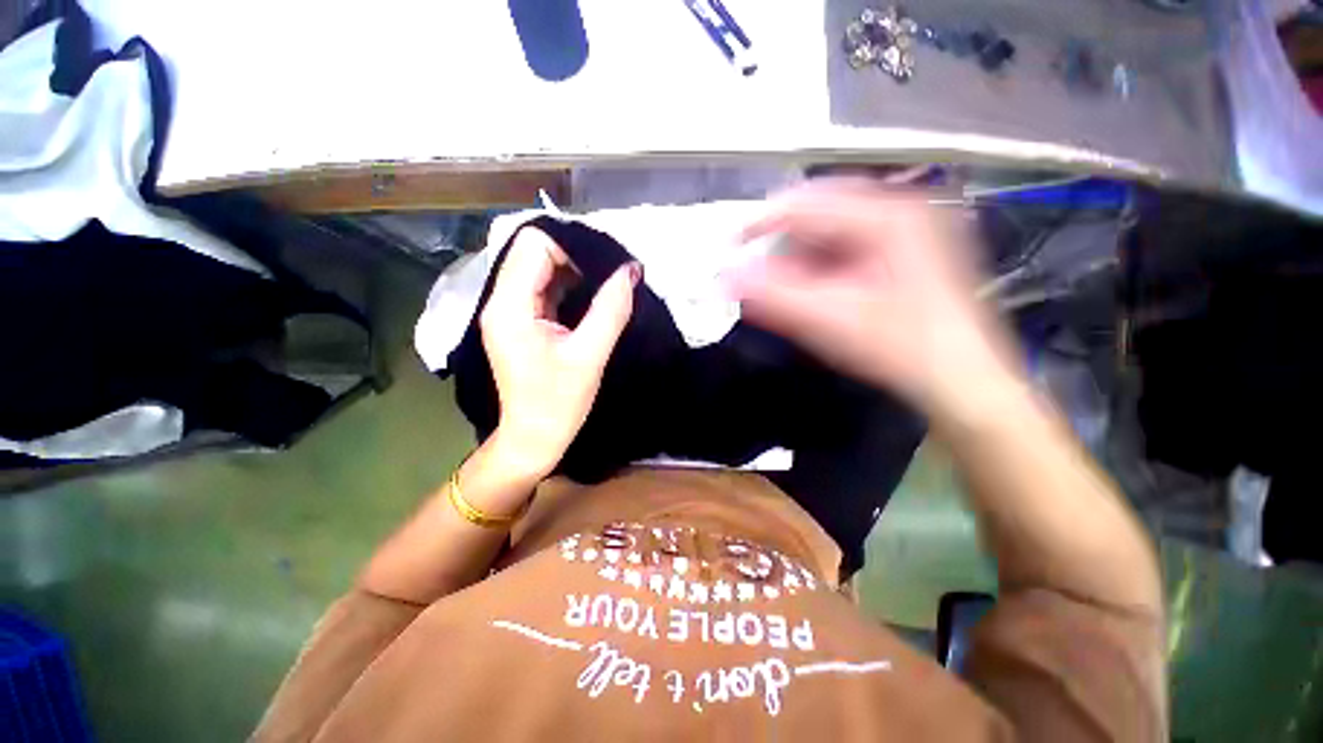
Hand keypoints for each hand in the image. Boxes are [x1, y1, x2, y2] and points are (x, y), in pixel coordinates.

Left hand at [479, 227, 638, 478]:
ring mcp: (509, 312)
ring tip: (607, 281)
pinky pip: (543, 290)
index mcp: (510, 306)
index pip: (533, 245)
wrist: (533, 439)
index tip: (606, 262)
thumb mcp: (590, 356)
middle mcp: (502, 301)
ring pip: (540, 270)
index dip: (571, 246)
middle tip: (612, 270)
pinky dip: (568, 286)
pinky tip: (592, 296)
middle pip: (534, 253)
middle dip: (575, 255)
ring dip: (574, 271)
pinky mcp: (520, 322)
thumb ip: (611, 308)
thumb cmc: (558, 403)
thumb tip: (631, 269)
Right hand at [729, 179, 1023, 422]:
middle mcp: (901, 209)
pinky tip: (812, 288)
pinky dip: (821, 264)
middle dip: (782, 242)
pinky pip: (849, 245)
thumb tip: (725, 276)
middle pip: (821, 211)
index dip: (761, 223)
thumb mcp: (829, 321)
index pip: (806, 202)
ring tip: (782, 285)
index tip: (731, 246)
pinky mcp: (907, 251)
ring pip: (834, 229)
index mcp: (887, 214)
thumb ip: (773, 296)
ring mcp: (908, 229)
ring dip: (800, 255)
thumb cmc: (900, 349)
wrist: (963, 381)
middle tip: (756, 272)